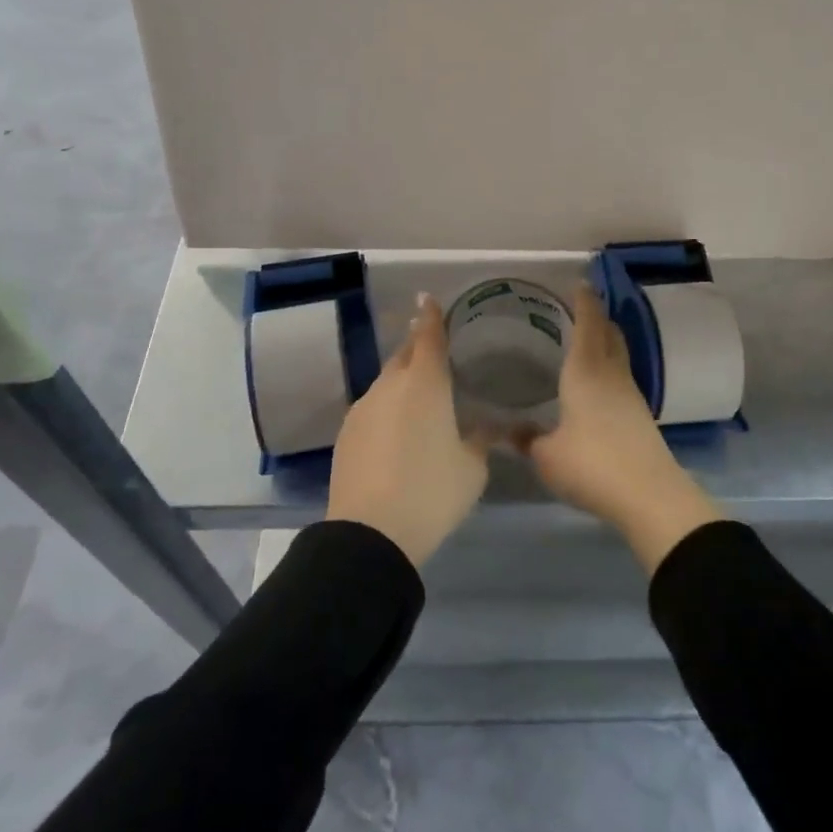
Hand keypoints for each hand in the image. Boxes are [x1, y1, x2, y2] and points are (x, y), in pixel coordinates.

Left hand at [327, 294, 490, 566]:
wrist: (370, 533)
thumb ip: (480, 440)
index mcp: (425, 384)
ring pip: (386, 382)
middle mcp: (390, 386)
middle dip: (418, 346)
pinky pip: (372, 407)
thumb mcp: (472, 468)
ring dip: (402, 381)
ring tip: (420, 397)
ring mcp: (363, 408)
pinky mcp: (346, 433)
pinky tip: (396, 431)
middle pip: (404, 354)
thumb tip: (485, 428)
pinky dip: (387, 408)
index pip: (428, 336)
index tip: (428, 298)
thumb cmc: (431, 492)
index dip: (431, 316)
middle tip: (434, 348)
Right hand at [525, 285, 722, 573]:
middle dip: (597, 316)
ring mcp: (630, 394)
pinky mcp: (640, 415)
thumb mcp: (546, 455)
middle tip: (580, 308)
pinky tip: (596, 383)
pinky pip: (621, 377)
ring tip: (586, 341)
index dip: (584, 301)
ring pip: (618, 355)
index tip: (580, 283)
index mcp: (586, 371)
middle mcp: (611, 374)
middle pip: (609, 333)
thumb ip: (526, 439)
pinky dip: (609, 367)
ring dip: (605, 341)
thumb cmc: (591, 465)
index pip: (588, 324)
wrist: (649, 495)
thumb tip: (507, 431)